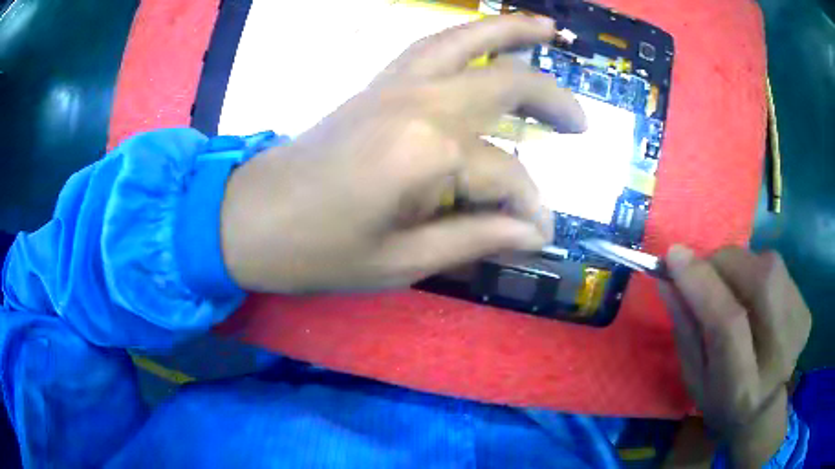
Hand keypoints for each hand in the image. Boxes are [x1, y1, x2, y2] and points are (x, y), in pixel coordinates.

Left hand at [220, 15, 585, 292]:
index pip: (507, 177)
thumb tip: (535, 232)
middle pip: (507, 84)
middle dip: (552, 101)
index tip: (541, 232)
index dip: (530, 209)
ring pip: (468, 40)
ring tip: (550, 30)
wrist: (253, 218)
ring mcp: (395, 84)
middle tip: (580, 124)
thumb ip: (476, 239)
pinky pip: (432, 45)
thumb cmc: (319, 250)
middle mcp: (420, 103)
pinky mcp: (377, 83)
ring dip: (513, 32)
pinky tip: (488, 40)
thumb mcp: (402, 263)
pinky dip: (469, 36)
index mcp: (428, 154)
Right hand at [660, 246, 810, 467]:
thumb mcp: (693, 377)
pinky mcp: (805, 311)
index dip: (701, 282)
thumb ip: (685, 328)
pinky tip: (755, 298)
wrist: (762, 411)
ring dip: (741, 265)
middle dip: (723, 262)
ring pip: (769, 265)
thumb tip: (669, 277)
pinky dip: (758, 271)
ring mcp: (798, 329)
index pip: (727, 322)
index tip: (673, 256)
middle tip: (704, 270)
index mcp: (741, 387)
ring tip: (730, 286)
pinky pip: (778, 270)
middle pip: (759, 281)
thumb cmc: (720, 400)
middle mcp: (778, 355)